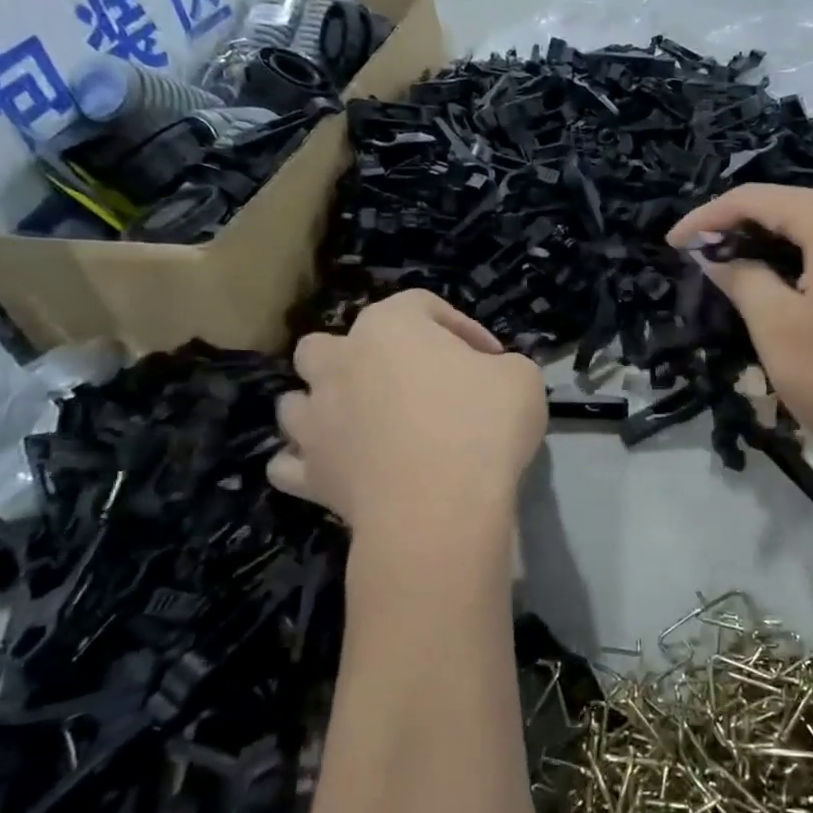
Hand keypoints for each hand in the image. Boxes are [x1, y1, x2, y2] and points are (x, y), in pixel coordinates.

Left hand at [270, 290, 545, 565]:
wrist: (440, 508)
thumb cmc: (482, 427)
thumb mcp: (522, 378)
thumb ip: (502, 365)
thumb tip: (488, 376)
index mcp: (390, 326)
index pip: (422, 305)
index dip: (461, 327)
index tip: (491, 358)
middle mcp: (340, 362)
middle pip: (331, 345)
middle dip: (362, 357)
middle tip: (406, 383)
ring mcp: (316, 420)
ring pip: (297, 400)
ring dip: (322, 405)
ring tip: (359, 423)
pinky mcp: (310, 474)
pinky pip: (289, 464)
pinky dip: (306, 463)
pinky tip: (334, 468)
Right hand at [668, 185, 812, 476]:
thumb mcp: (776, 327)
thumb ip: (741, 278)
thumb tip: (715, 255)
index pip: (755, 198)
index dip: (707, 218)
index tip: (672, 245)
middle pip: (791, 206)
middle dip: (741, 229)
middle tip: (701, 260)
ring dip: (774, 245)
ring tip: (737, 273)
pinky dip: (809, 260)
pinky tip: (790, 286)